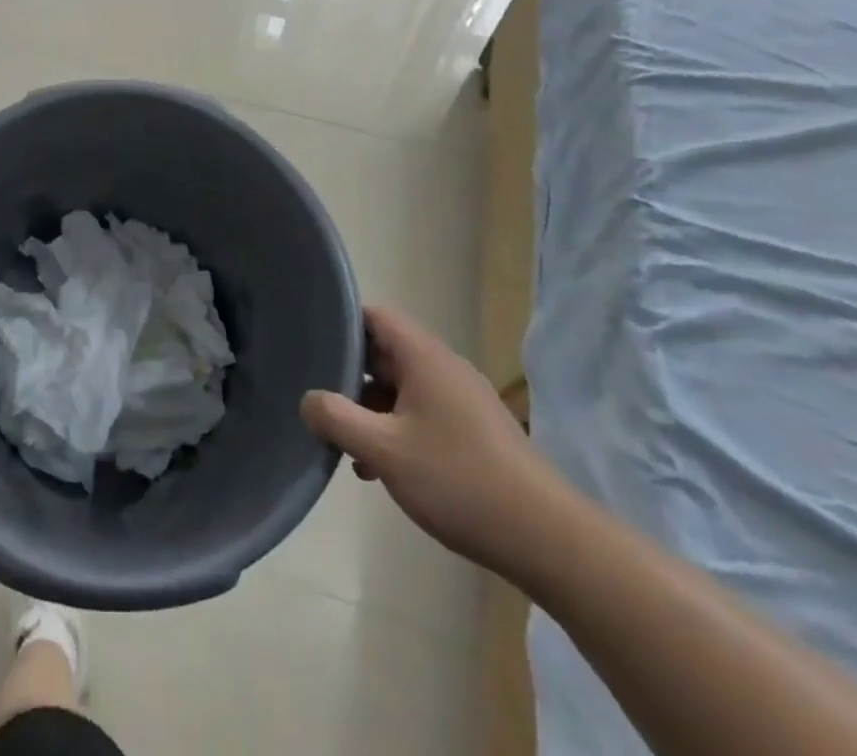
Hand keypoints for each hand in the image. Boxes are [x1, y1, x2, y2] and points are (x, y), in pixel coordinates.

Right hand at [301, 306, 559, 573]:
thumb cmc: (459, 482)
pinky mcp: (475, 432)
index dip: (341, 324)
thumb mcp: (384, 451)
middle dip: (350, 377)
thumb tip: (308, 399)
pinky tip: (381, 470)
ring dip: (372, 411)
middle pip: (385, 353)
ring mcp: (463, 401)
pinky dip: (396, 430)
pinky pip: (422, 414)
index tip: (312, 346)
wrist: (548, 540)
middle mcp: (445, 368)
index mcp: (424, 358)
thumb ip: (337, 419)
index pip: (375, 317)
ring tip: (347, 447)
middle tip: (321, 404)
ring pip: (402, 389)